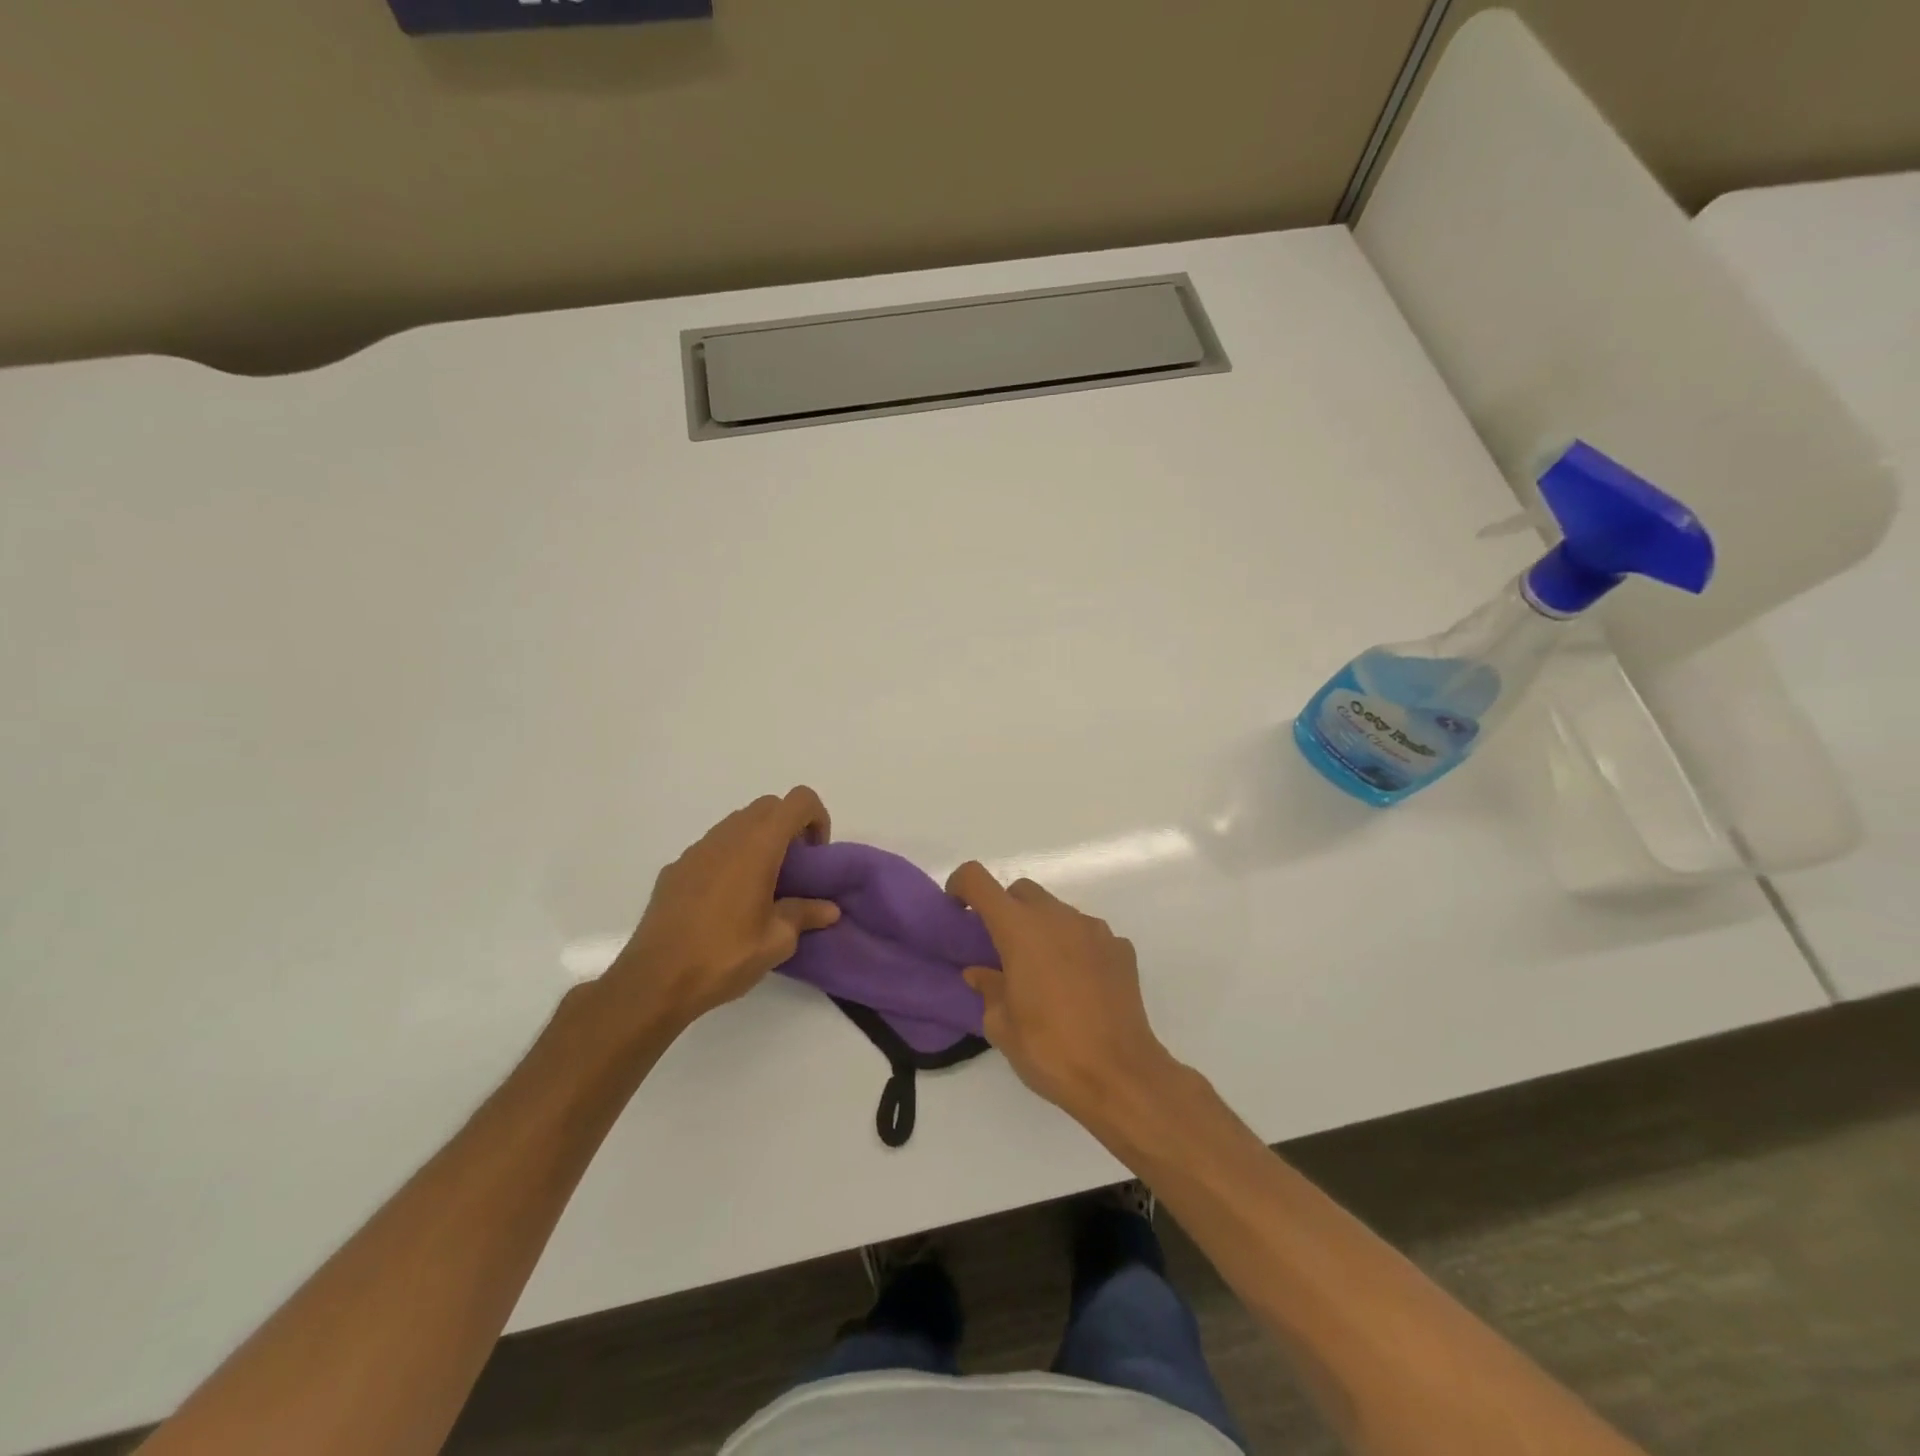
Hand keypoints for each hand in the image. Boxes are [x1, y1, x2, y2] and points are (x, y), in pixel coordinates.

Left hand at [604, 787, 840, 1032]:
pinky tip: (726, 903)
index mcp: (758, 845)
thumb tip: (829, 909)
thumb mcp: (777, 941)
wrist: (654, 980)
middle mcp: (727, 836)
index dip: (816, 818)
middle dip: (788, 828)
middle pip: (768, 807)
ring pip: (738, 824)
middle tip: (794, 871)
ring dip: (758, 842)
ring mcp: (697, 850)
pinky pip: (713, 848)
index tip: (815, 856)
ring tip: (762, 888)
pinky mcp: (676, 868)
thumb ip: (805, 915)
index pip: (798, 801)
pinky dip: (730, 859)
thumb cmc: (724, 955)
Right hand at [946, 862, 1177, 1123]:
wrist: (1120, 1075)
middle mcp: (1057, 917)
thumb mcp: (1002, 1026)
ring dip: (1042, 929)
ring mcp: (1093, 929)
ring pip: (1057, 911)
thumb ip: (988, 989)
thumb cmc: (1049, 1049)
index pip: (978, 880)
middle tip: (1001, 949)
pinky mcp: (1120, 948)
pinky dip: (1074, 948)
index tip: (957, 908)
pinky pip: (1087, 935)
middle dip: (1005, 910)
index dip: (961, 885)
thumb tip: (981, 973)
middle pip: (1022, 892)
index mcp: (1019, 929)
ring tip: (1043, 973)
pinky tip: (1078, 985)